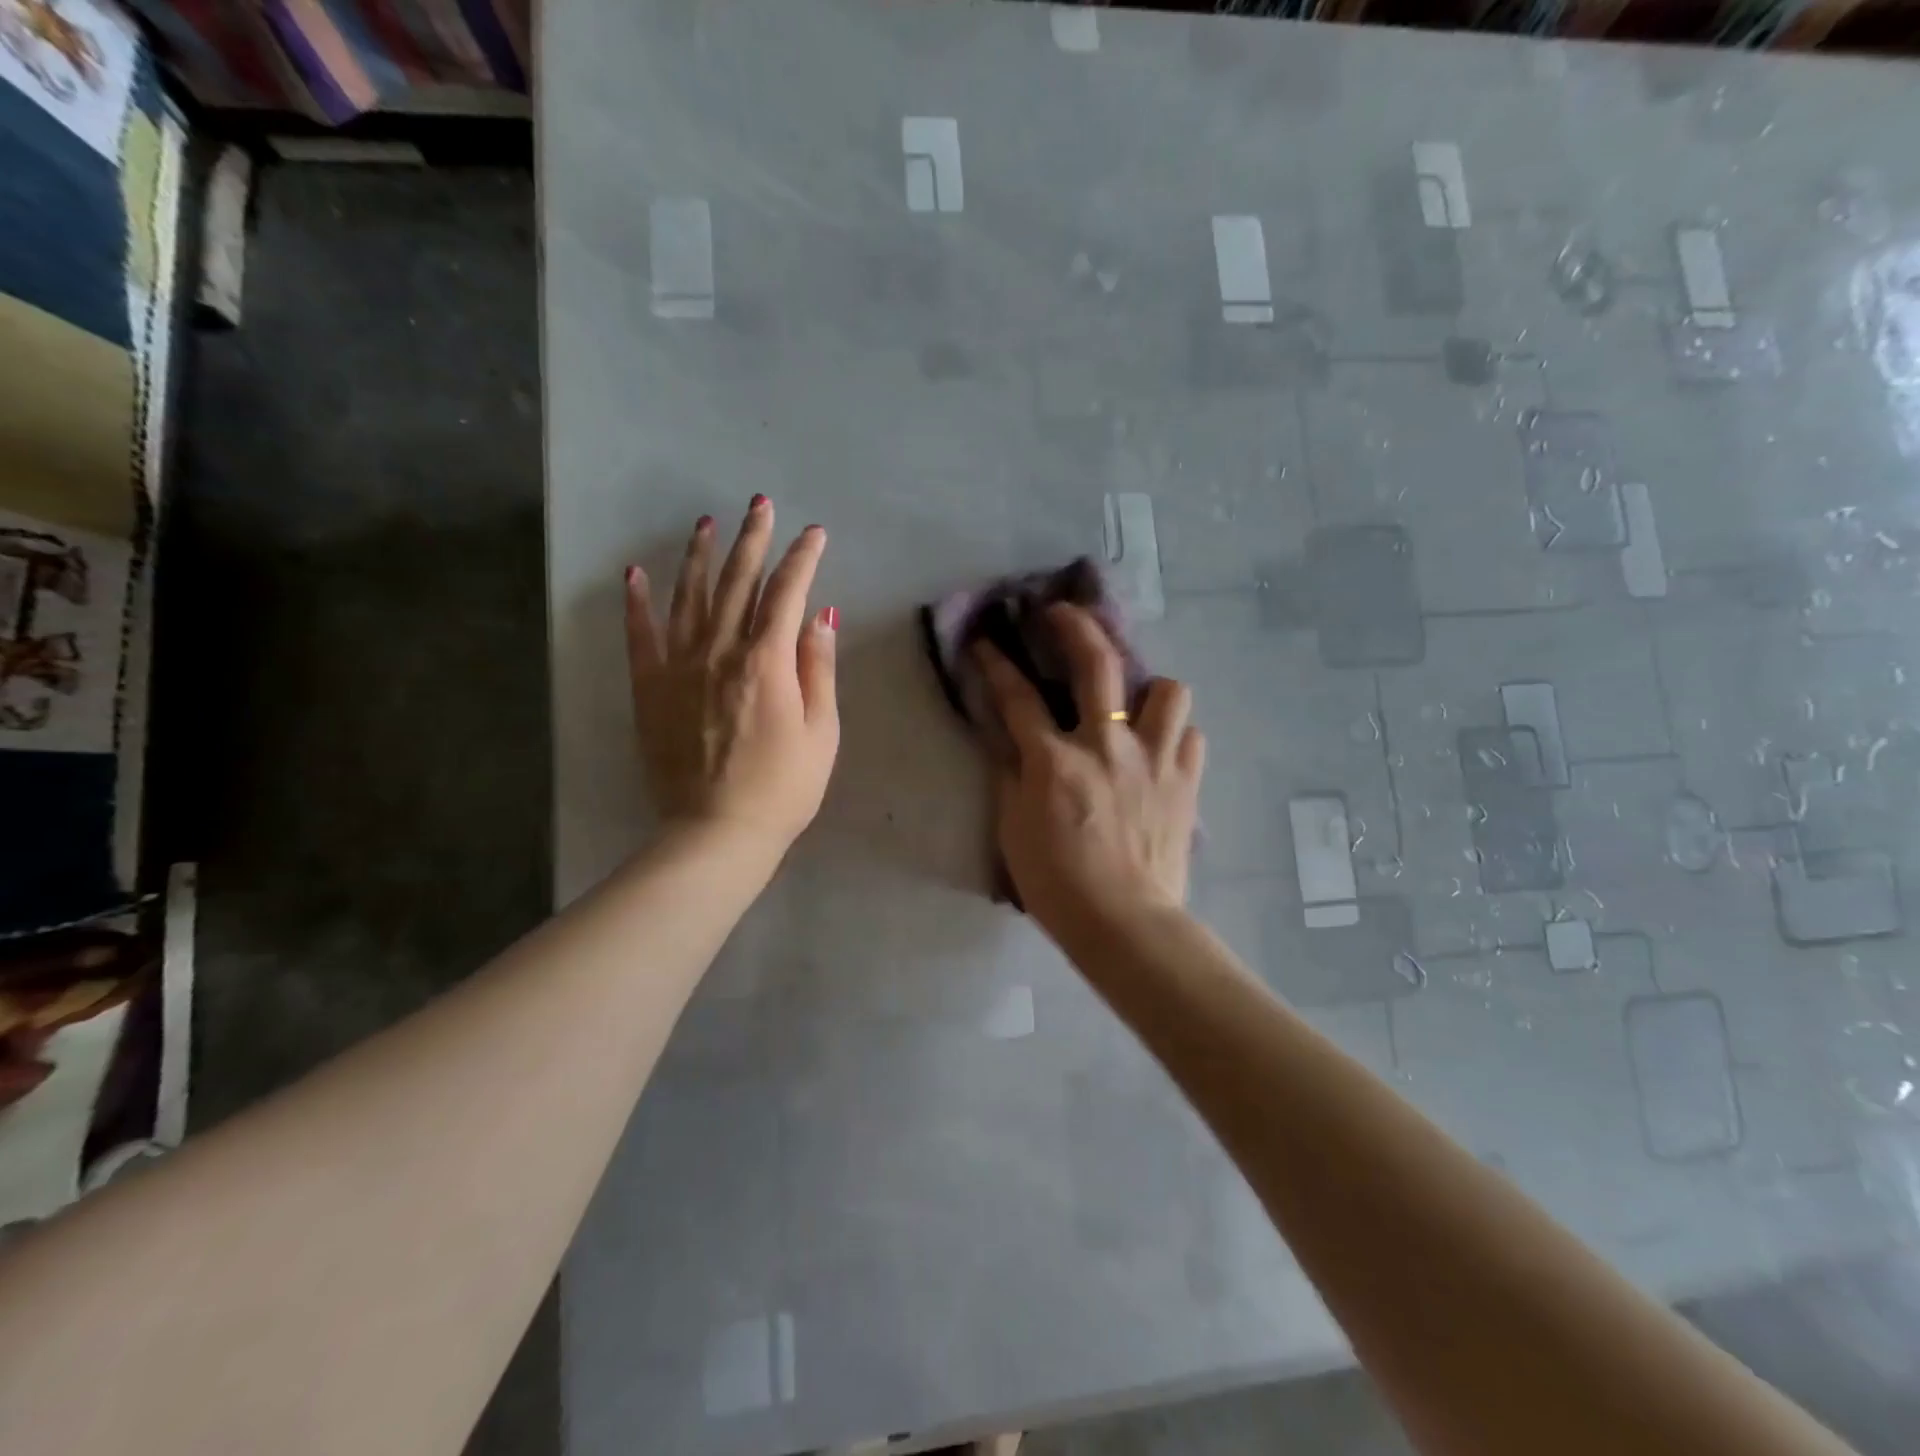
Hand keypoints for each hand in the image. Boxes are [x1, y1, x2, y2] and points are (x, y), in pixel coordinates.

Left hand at [625, 498, 838, 852]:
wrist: (716, 832)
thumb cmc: (783, 788)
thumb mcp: (821, 732)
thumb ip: (818, 669)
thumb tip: (821, 616)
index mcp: (767, 661)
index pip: (787, 593)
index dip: (802, 559)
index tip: (814, 533)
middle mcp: (720, 651)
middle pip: (737, 582)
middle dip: (752, 540)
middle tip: (760, 504)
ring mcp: (678, 667)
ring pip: (688, 597)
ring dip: (699, 556)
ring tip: (706, 523)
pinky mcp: (650, 688)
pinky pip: (640, 635)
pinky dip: (637, 602)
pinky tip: (635, 574)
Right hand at [976, 603, 1204, 940]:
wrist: (1125, 923)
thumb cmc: (1058, 884)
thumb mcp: (1013, 830)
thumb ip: (1012, 777)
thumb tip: (1012, 743)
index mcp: (1056, 760)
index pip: (1016, 697)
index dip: (996, 663)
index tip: (986, 641)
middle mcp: (1107, 744)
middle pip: (1096, 663)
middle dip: (1075, 625)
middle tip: (1062, 613)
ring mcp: (1154, 759)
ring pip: (1167, 690)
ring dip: (1148, 689)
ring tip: (1134, 704)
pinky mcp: (1185, 782)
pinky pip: (1190, 737)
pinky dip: (1174, 736)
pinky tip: (1160, 751)